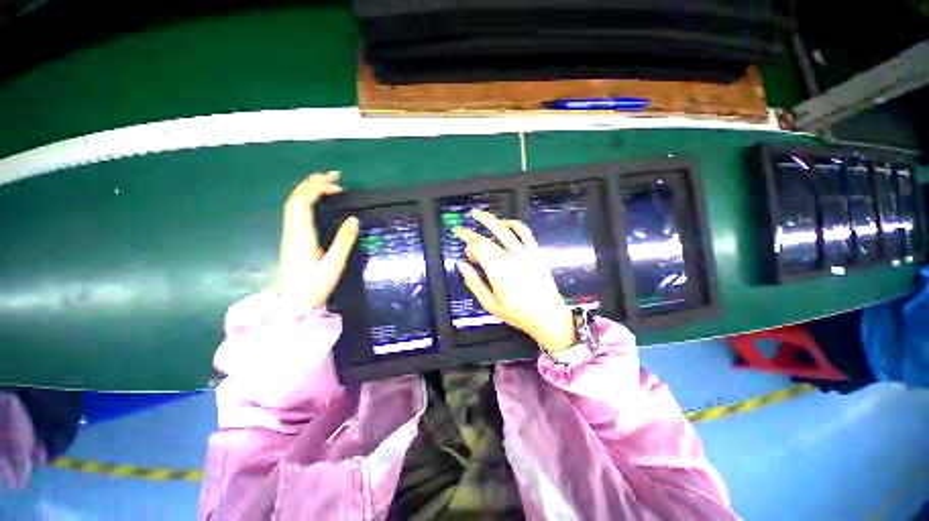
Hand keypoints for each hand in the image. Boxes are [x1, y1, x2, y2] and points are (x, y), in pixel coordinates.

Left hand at [277, 172, 358, 307]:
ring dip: (309, 189)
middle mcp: (292, 230)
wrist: (292, 304)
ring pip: (294, 203)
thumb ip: (344, 241)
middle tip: (335, 176)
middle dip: (314, 182)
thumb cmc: (314, 286)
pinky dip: (307, 199)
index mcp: (301, 234)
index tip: (339, 187)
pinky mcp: (293, 239)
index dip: (319, 188)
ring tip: (327, 182)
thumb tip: (354, 219)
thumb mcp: (333, 265)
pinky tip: (318, 202)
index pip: (303, 201)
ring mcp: (290, 234)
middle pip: (296, 198)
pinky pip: (296, 211)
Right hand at [454, 209, 575, 352]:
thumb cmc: (517, 313)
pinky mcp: (536, 252)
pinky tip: (504, 223)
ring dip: (489, 219)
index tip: (467, 256)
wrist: (548, 315)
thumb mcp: (490, 304)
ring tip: (476, 213)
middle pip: (487, 239)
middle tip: (460, 231)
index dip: (468, 247)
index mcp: (498, 272)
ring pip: (504, 230)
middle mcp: (511, 258)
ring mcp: (525, 253)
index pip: (478, 248)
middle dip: (471, 234)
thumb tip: (461, 265)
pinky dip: (513, 224)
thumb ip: (473, 283)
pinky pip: (524, 232)